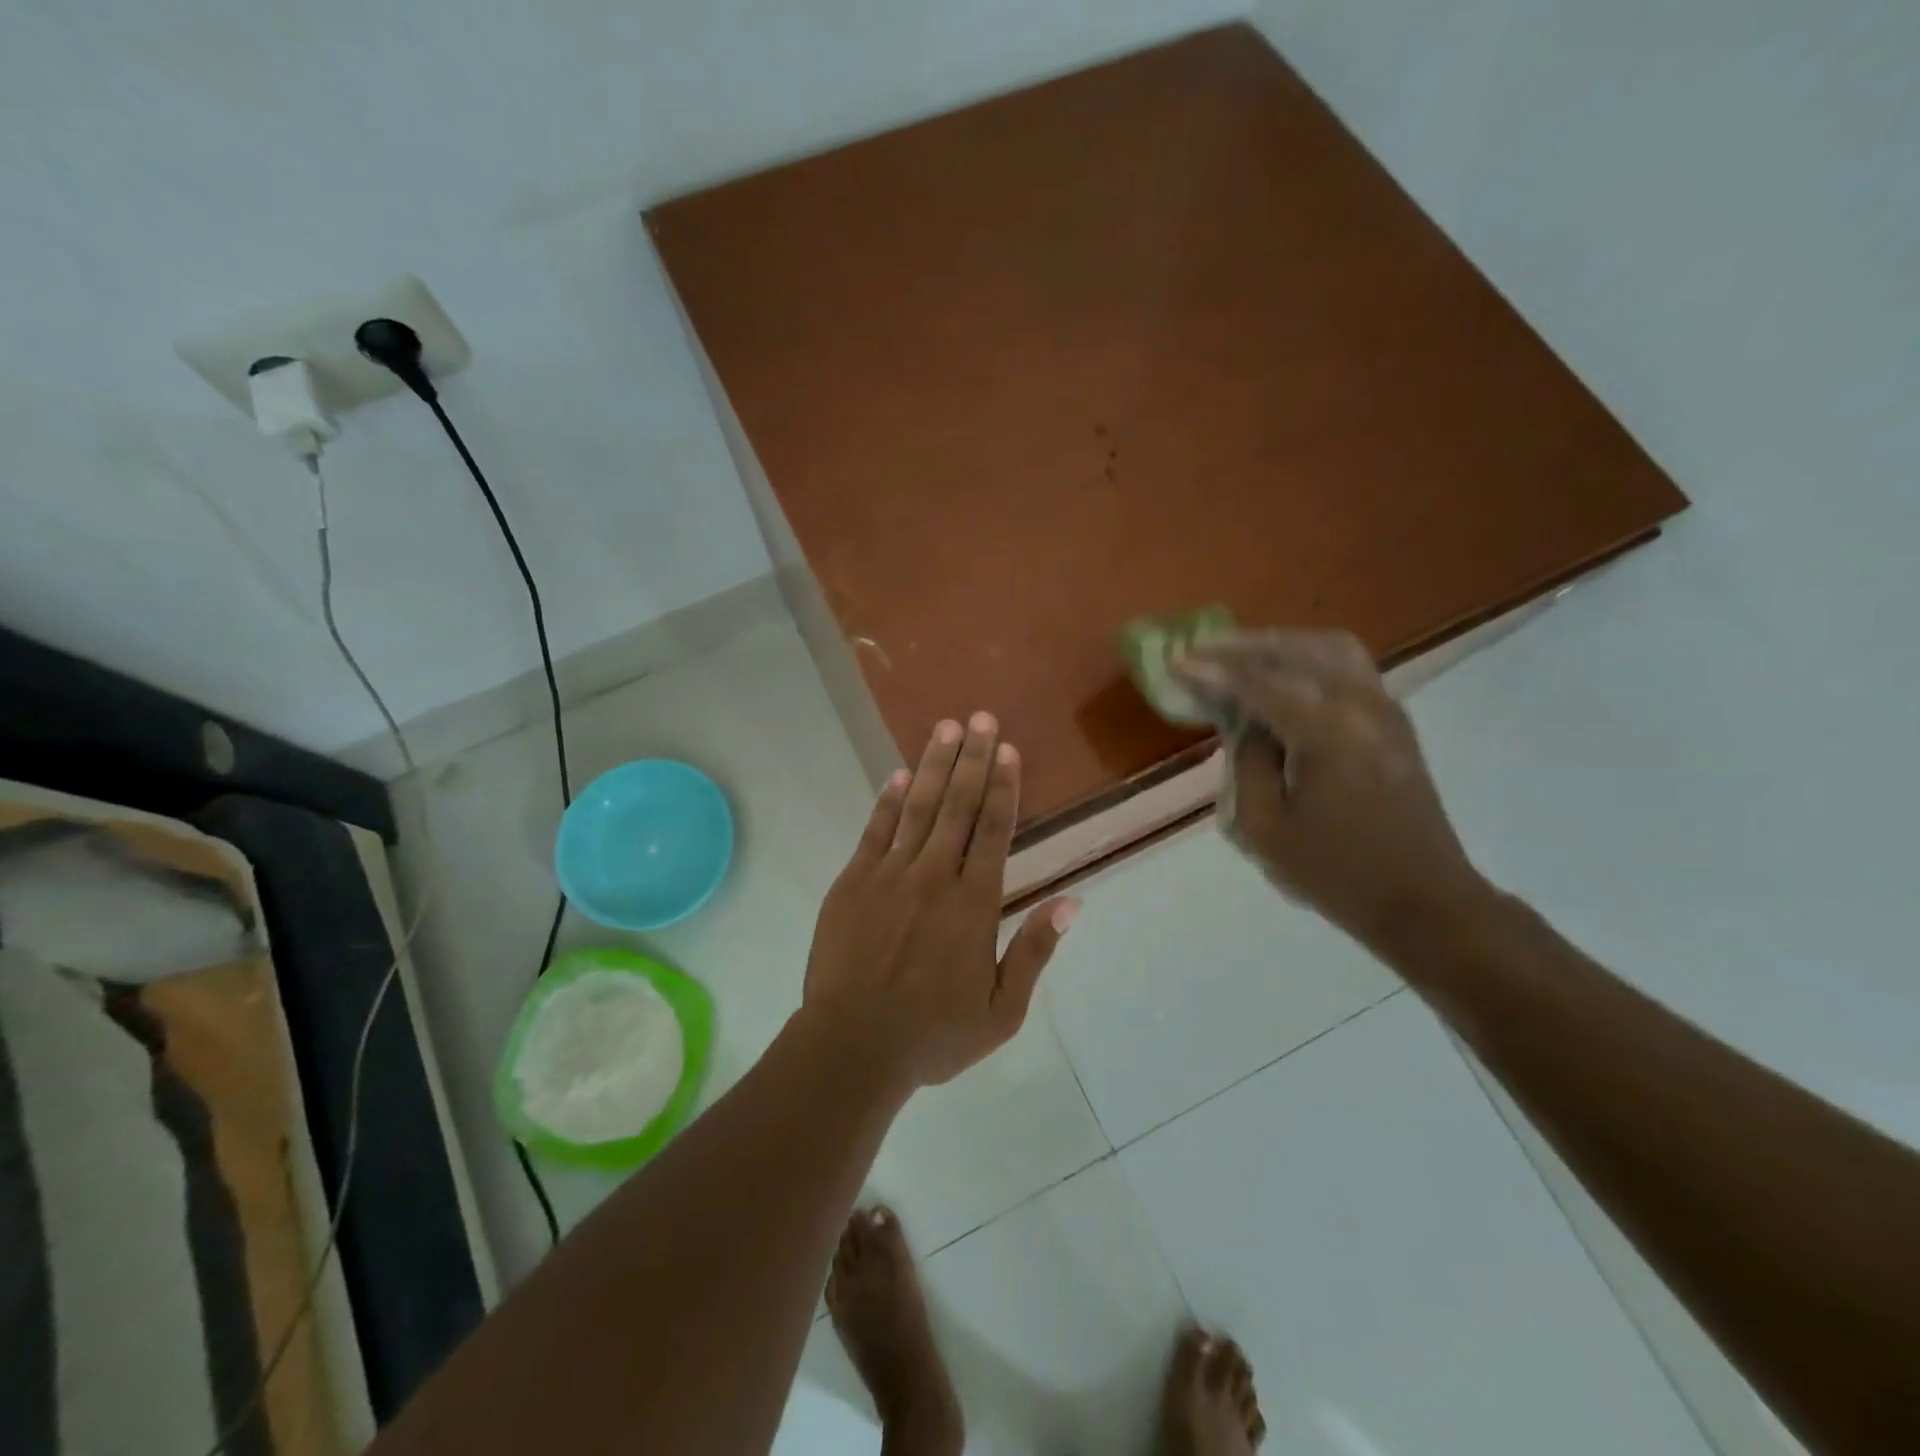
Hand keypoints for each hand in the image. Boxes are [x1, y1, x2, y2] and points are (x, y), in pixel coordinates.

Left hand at [801, 712, 1078, 1090]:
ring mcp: (890, 874)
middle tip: (982, 717)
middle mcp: (936, 875)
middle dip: (974, 758)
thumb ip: (1034, 951)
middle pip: (959, 805)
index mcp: (975, 902)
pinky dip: (887, 800)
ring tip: (947, 728)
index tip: (1009, 749)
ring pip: (918, 807)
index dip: (1005, 786)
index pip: (995, 829)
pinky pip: (875, 830)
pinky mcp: (853, 882)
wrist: (853, 1045)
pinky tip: (897, 774)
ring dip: (935, 765)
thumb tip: (1071, 902)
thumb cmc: (934, 1034)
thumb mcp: (1002, 1010)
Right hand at [1176, 630, 1487, 945]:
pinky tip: (1282, 676)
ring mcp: (1384, 708)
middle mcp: (1359, 704)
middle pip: (1295, 650)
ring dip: (1278, 646)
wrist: (1423, 901)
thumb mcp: (1264, 827)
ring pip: (1327, 648)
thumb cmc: (1335, 872)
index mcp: (1325, 731)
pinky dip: (1307, 658)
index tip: (1176, 662)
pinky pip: (1347, 666)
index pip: (1258, 682)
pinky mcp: (1393, 722)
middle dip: (1243, 647)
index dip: (1212, 669)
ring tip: (1239, 657)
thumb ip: (1247, 763)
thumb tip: (1246, 724)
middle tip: (1201, 653)